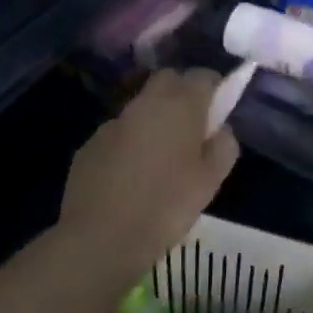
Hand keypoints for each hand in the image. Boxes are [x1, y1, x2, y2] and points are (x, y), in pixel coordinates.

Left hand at [60, 69, 238, 265]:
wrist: (100, 238)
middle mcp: (144, 104)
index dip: (214, 87)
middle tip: (193, 126)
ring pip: (141, 107)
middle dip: (182, 92)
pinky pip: (118, 134)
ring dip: (154, 120)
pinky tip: (131, 176)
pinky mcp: (89, 146)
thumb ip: (223, 147)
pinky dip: (129, 143)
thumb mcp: (211, 182)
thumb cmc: (166, 206)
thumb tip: (221, 130)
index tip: (220, 107)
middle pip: (167, 80)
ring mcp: (112, 124)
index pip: (202, 75)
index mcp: (180, 107)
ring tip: (161, 157)